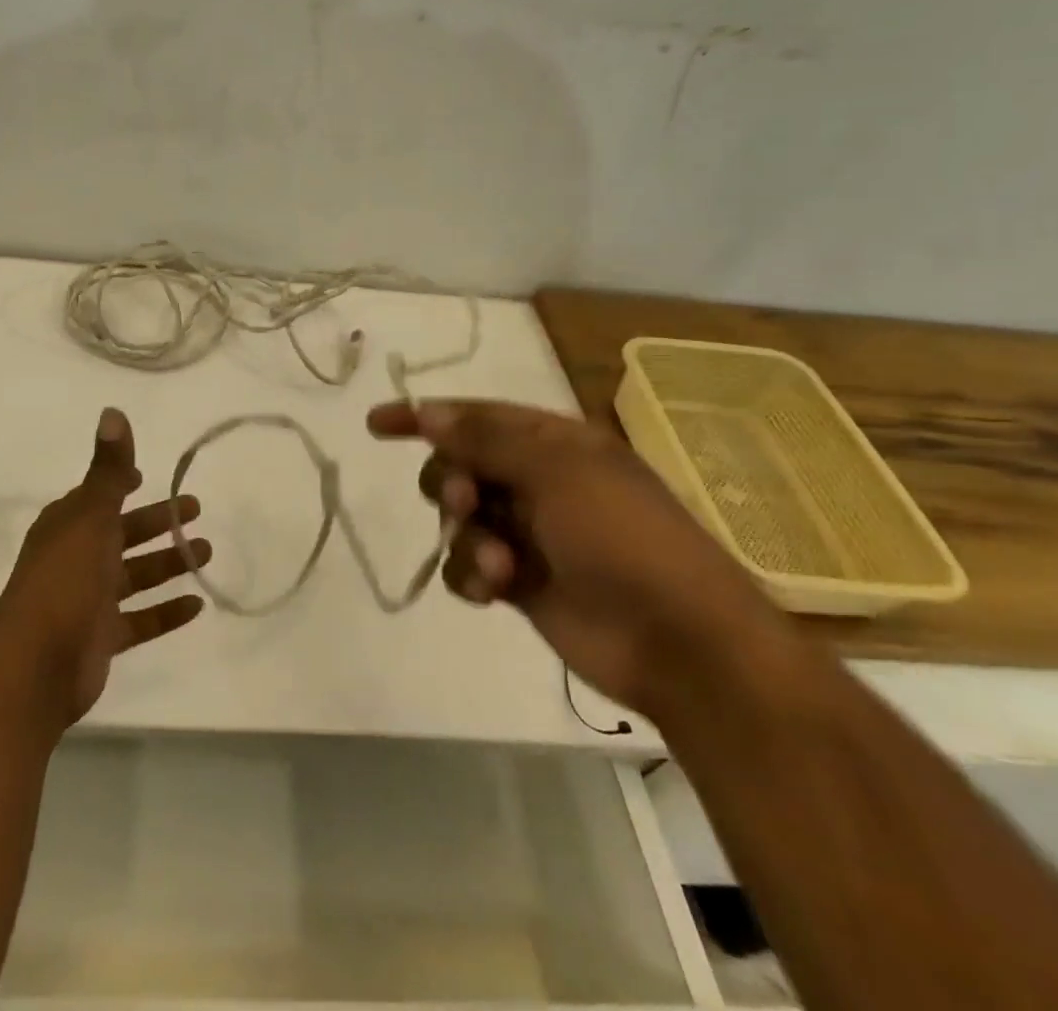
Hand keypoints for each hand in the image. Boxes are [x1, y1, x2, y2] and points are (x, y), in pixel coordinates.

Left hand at [0, 406, 210, 727]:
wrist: (34, 666)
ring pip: (135, 576)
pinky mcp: (101, 637)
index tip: (150, 477)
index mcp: (69, 525)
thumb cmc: (64, 579)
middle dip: (158, 523)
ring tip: (207, 554)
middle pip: (123, 534)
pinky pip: (140, 619)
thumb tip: (113, 411)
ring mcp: (89, 600)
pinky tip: (197, 605)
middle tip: (196, 511)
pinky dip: (166, 611)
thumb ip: (108, 468)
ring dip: (168, 564)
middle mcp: (77, 558)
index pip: (100, 496)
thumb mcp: (90, 516)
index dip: (123, 484)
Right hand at [367, 398, 793, 717]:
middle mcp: (538, 481)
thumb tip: (430, 413)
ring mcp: (528, 533)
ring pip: (460, 518)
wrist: (680, 643)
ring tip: (496, 563)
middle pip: (459, 465)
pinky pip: (469, 564)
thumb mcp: (556, 472)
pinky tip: (493, 588)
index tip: (377, 424)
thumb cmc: (624, 538)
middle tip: (465, 503)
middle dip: (451, 482)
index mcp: (554, 443)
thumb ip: (486, 440)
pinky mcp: (519, 581)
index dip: (423, 416)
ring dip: (465, 535)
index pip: (475, 416)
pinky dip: (472, 573)